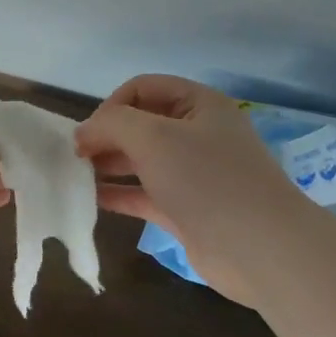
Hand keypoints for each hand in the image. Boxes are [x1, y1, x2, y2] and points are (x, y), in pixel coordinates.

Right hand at [74, 75, 293, 306]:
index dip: (112, 104)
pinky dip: (119, 193)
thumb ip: (112, 124)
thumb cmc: (207, 180)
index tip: (89, 131)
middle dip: (106, 135)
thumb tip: (84, 133)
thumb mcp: (153, 137)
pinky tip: (91, 200)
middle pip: (141, 124)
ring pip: (142, 160)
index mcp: (199, 105)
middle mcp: (198, 134)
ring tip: (77, 175)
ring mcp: (194, 174)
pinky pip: (145, 193)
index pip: (144, 88)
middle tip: (76, 156)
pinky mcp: (187, 209)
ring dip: (109, 164)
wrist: (259, 248)